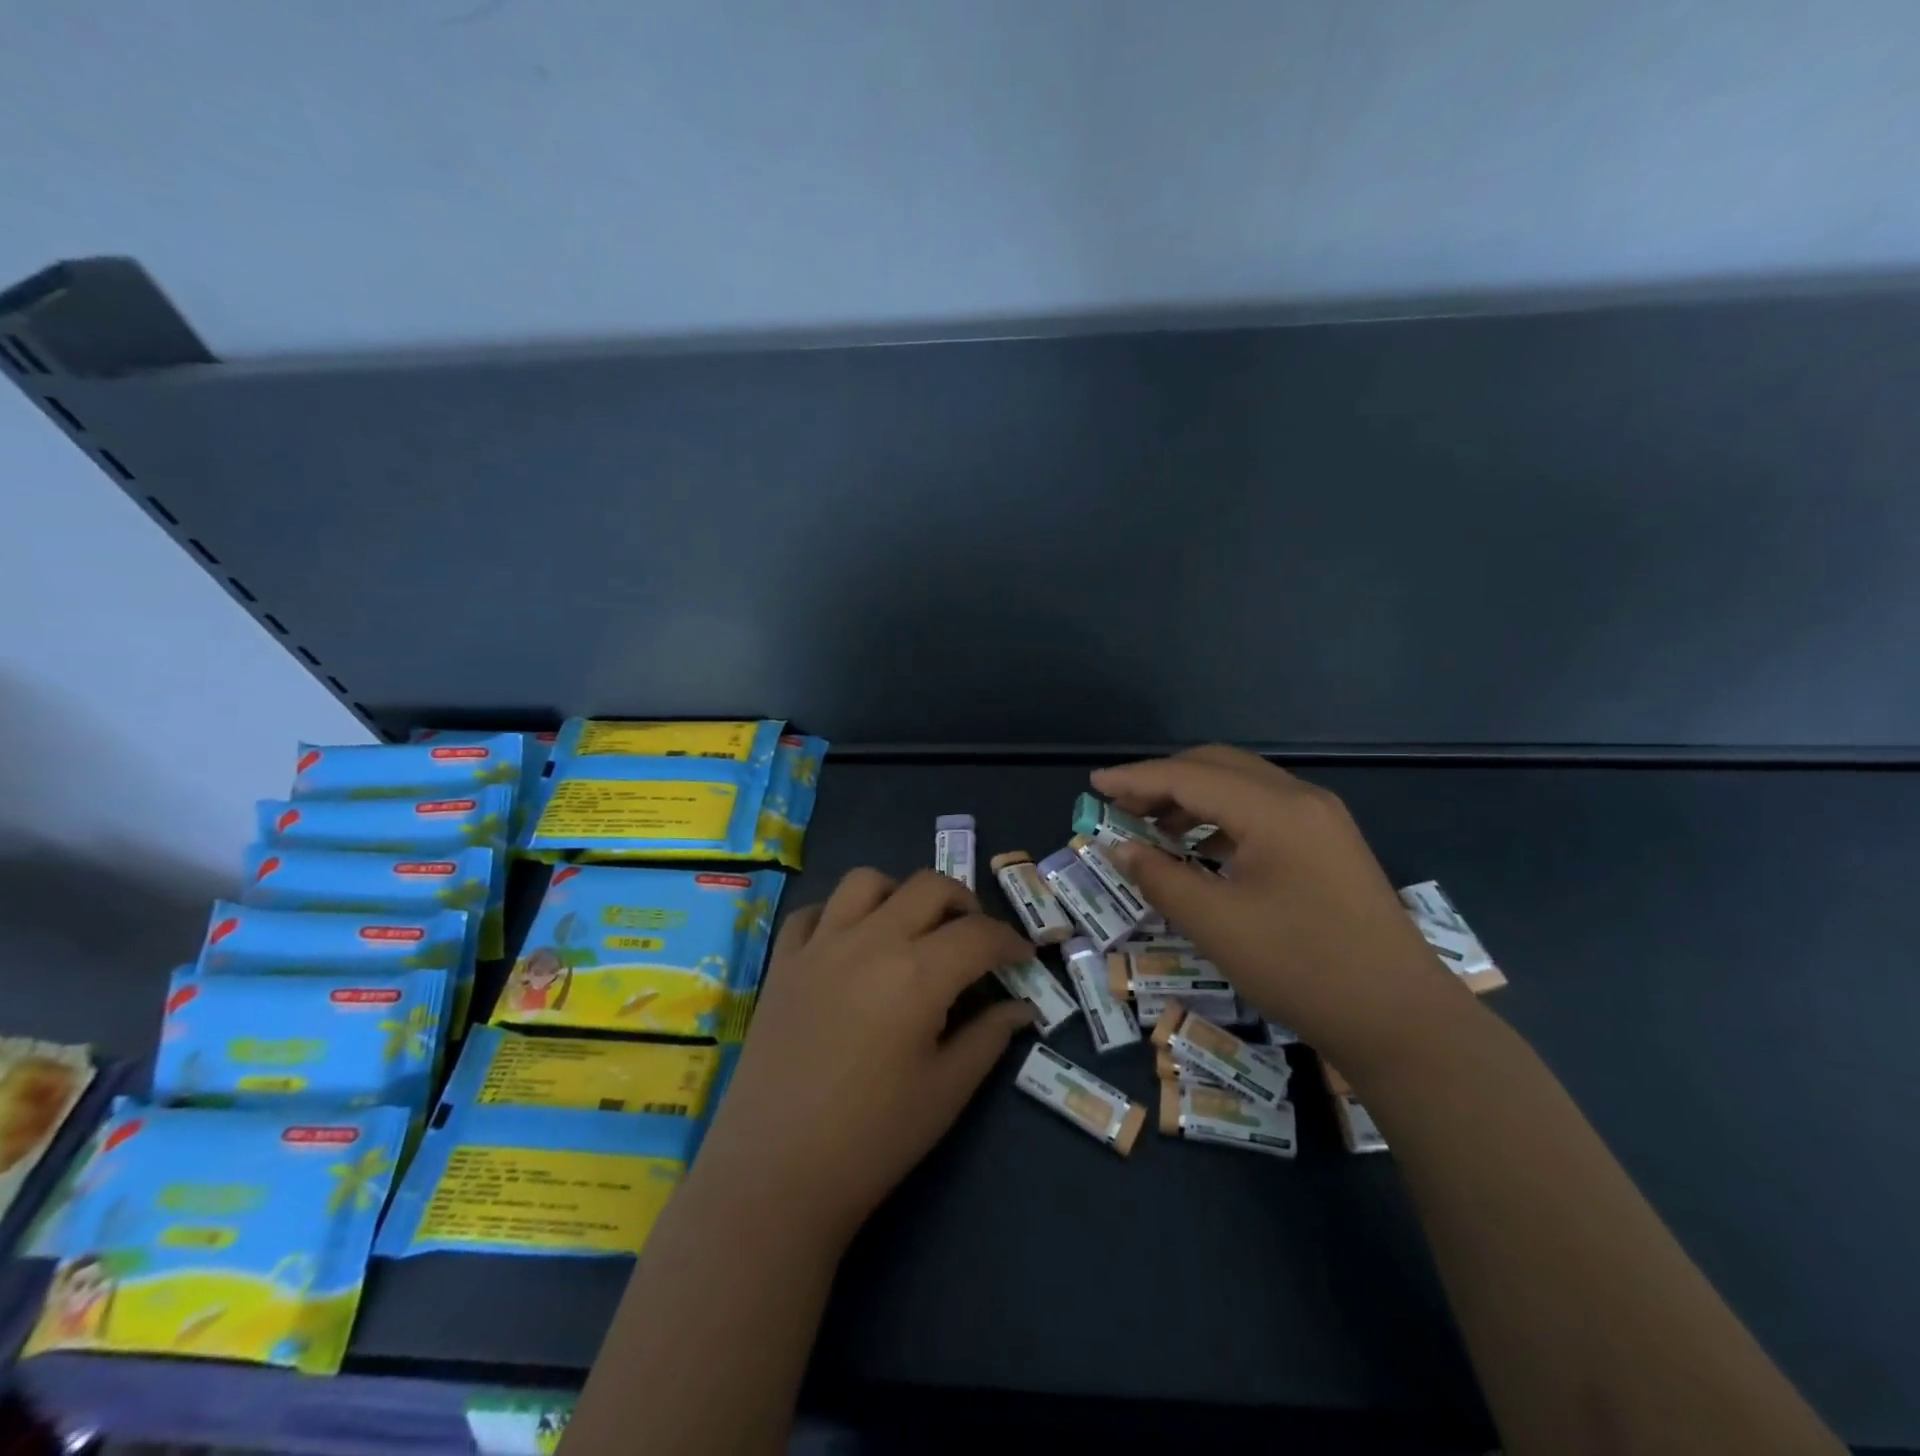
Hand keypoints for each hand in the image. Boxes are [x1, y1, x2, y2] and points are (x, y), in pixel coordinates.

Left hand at [691, 868, 1034, 1254]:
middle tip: (974, 938)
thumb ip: (988, 1037)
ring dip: (899, 894)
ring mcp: (819, 946)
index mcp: (918, 973)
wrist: (775, 1175)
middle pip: (928, 886)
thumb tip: (1020, 1008)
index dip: (1010, 941)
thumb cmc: (873, 1139)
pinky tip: (849, 945)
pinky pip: (813, 912)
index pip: (979, 934)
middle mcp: (870, 940)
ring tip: (911, 928)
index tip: (1023, 957)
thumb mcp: (946, 1091)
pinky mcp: (782, 962)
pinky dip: (838, 915)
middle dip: (964, 903)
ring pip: (865, 881)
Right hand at [1093, 745, 1472, 1061]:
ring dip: (1192, 798)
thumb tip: (1122, 848)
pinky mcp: (1328, 844)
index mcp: (1275, 810)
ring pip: (1241, 786)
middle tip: (1120, 806)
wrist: (1402, 1021)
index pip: (1189, 777)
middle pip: (1217, 767)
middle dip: (1162, 781)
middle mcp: (1301, 799)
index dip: (1136, 779)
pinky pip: (1262, 811)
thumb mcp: (1217, 925)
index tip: (1094, 785)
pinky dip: (1220, 818)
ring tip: (1151, 827)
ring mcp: (1321, 820)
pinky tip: (1199, 847)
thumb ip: (1161, 878)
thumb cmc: (1302, 968)